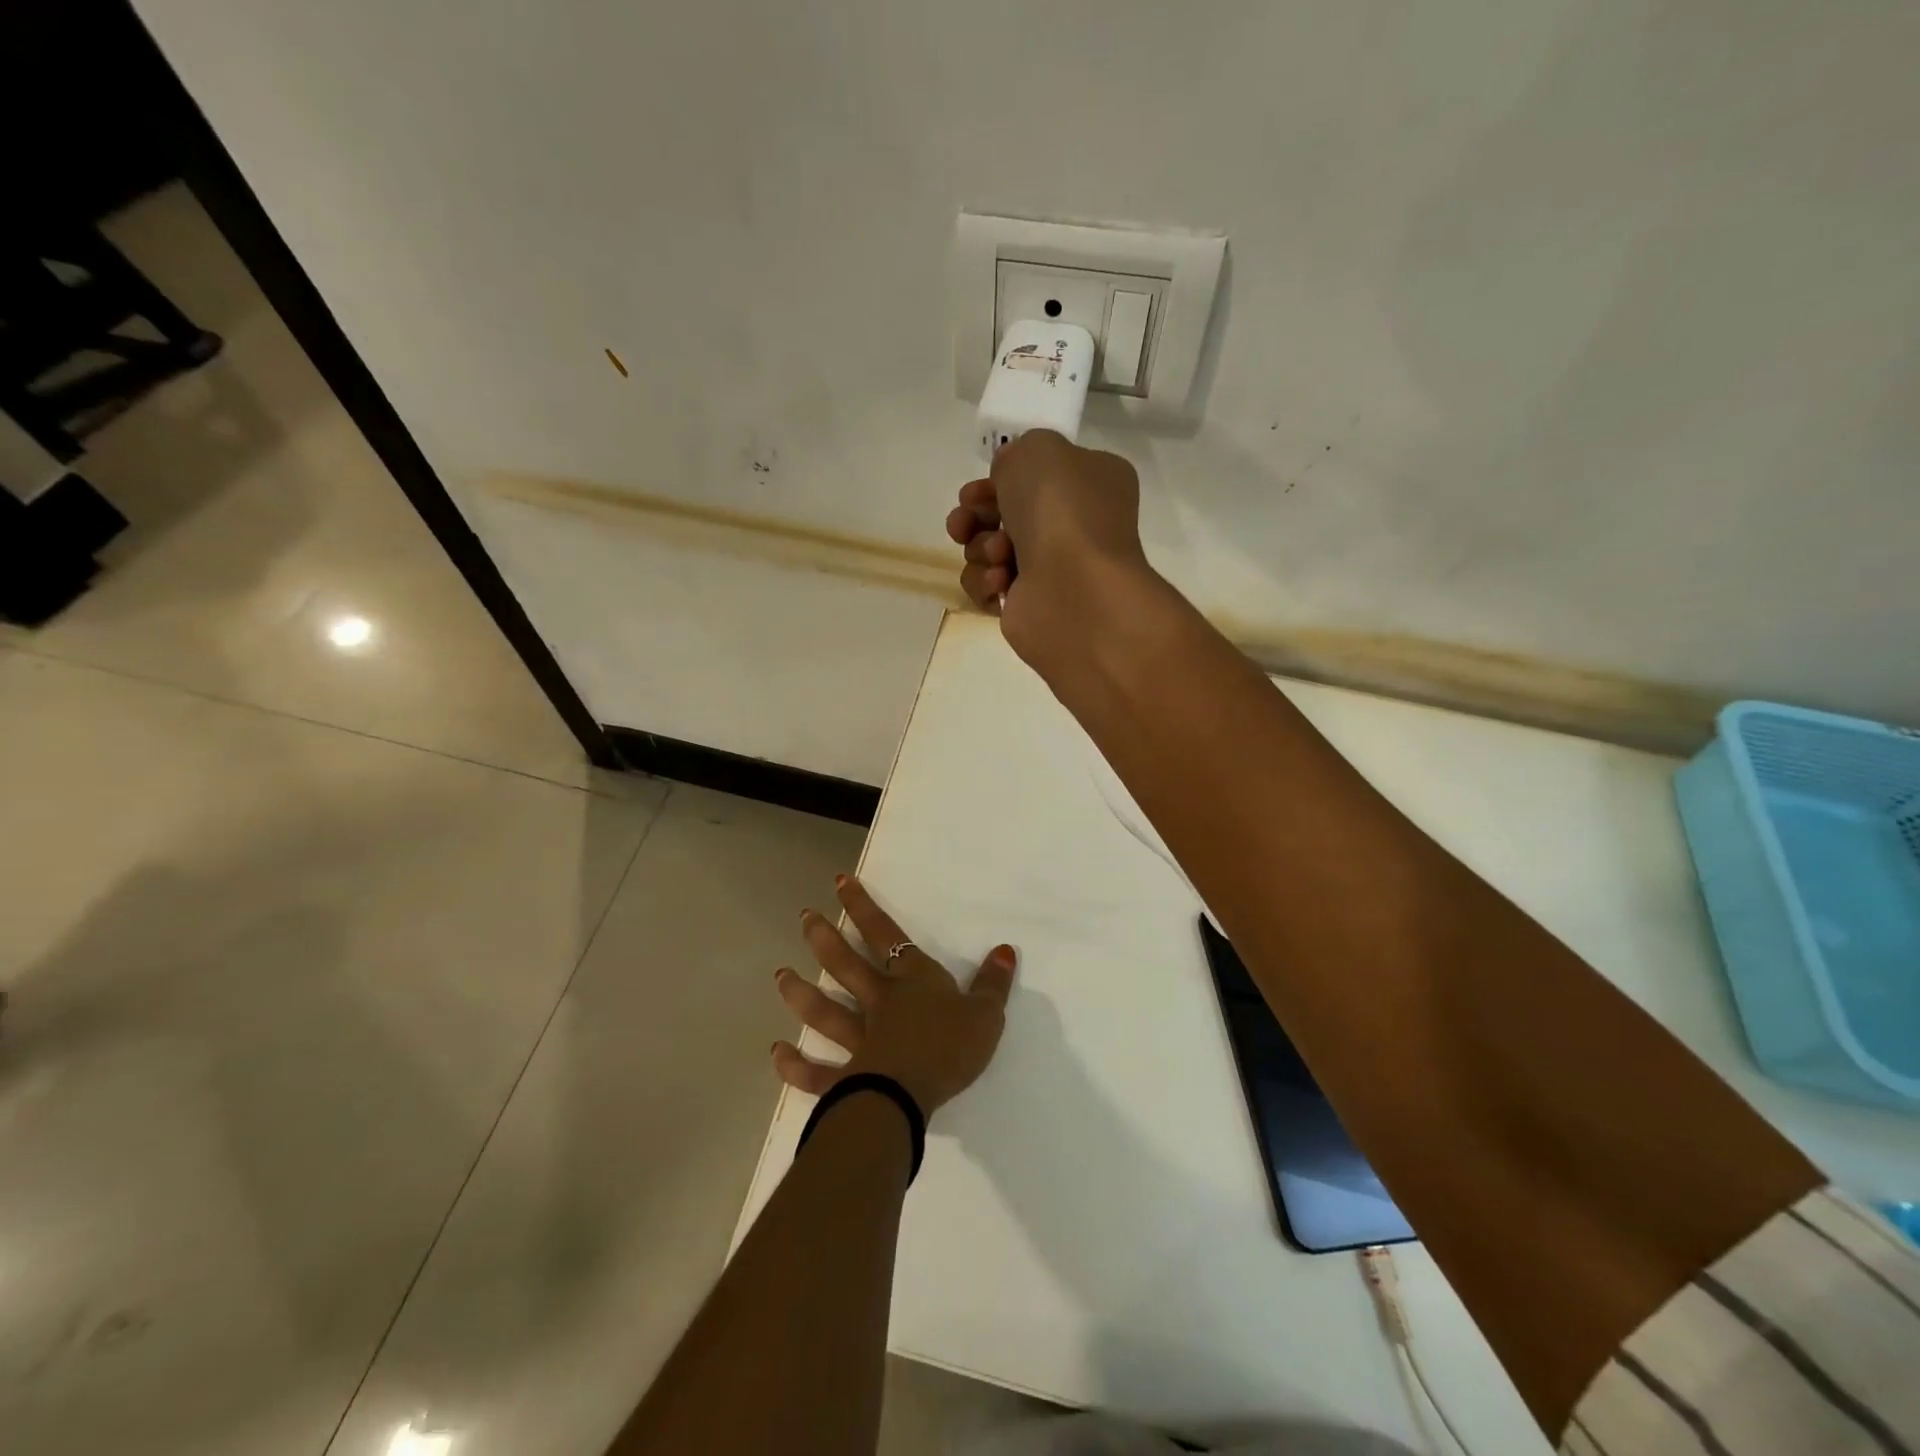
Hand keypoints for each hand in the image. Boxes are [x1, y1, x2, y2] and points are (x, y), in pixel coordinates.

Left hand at [772, 876, 1015, 1115]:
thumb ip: (994, 983)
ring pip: (823, 1011)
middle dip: (824, 938)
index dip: (862, 907)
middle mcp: (880, 1001)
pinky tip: (777, 1052)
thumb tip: (1005, 949)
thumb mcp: (986, 1015)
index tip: (840, 883)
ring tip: (780, 976)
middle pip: (846, 964)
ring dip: (800, 993)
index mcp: (912, 981)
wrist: (910, 1095)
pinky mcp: (846, 1078)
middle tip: (804, 918)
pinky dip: (795, 1065)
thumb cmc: (949, 1048)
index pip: (885, 934)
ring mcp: (859, 1039)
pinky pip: (818, 1072)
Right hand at [945, 429, 1152, 670]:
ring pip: (991, 550)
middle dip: (977, 515)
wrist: (1072, 588)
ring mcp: (1053, 569)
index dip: (999, 479)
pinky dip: (986, 581)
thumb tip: (1007, 478)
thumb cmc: (1062, 510)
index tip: (977, 488)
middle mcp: (1076, 525)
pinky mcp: (1030, 605)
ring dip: (981, 547)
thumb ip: (1016, 453)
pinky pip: (989, 587)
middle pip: (1005, 513)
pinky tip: (1000, 581)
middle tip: (965, 522)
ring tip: (997, 554)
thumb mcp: (1038, 449)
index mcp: (1091, 482)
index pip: (1036, 475)